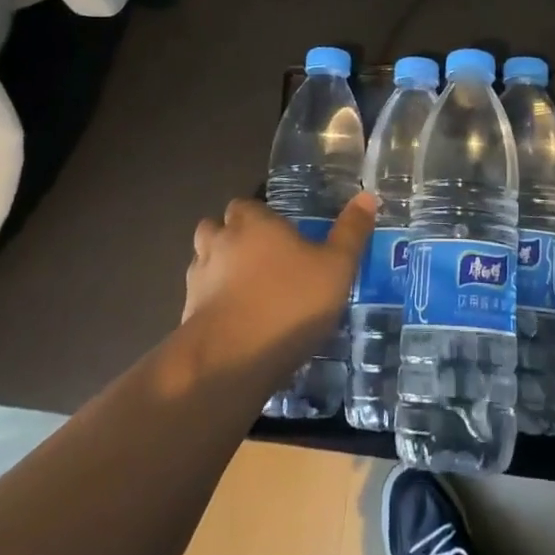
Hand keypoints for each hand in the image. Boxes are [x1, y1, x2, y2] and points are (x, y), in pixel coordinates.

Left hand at [181, 193, 376, 379]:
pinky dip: (211, 304)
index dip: (257, 215)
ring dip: (216, 269)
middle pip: (215, 227)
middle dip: (230, 237)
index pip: (244, 204)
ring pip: (202, 262)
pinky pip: (198, 300)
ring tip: (243, 288)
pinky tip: (234, 322)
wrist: (232, 359)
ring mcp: (198, 280)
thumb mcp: (336, 267)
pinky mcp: (186, 316)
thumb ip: (351, 232)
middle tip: (258, 256)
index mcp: (253, 223)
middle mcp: (220, 242)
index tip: (276, 230)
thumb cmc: (290, 302)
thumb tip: (367, 196)